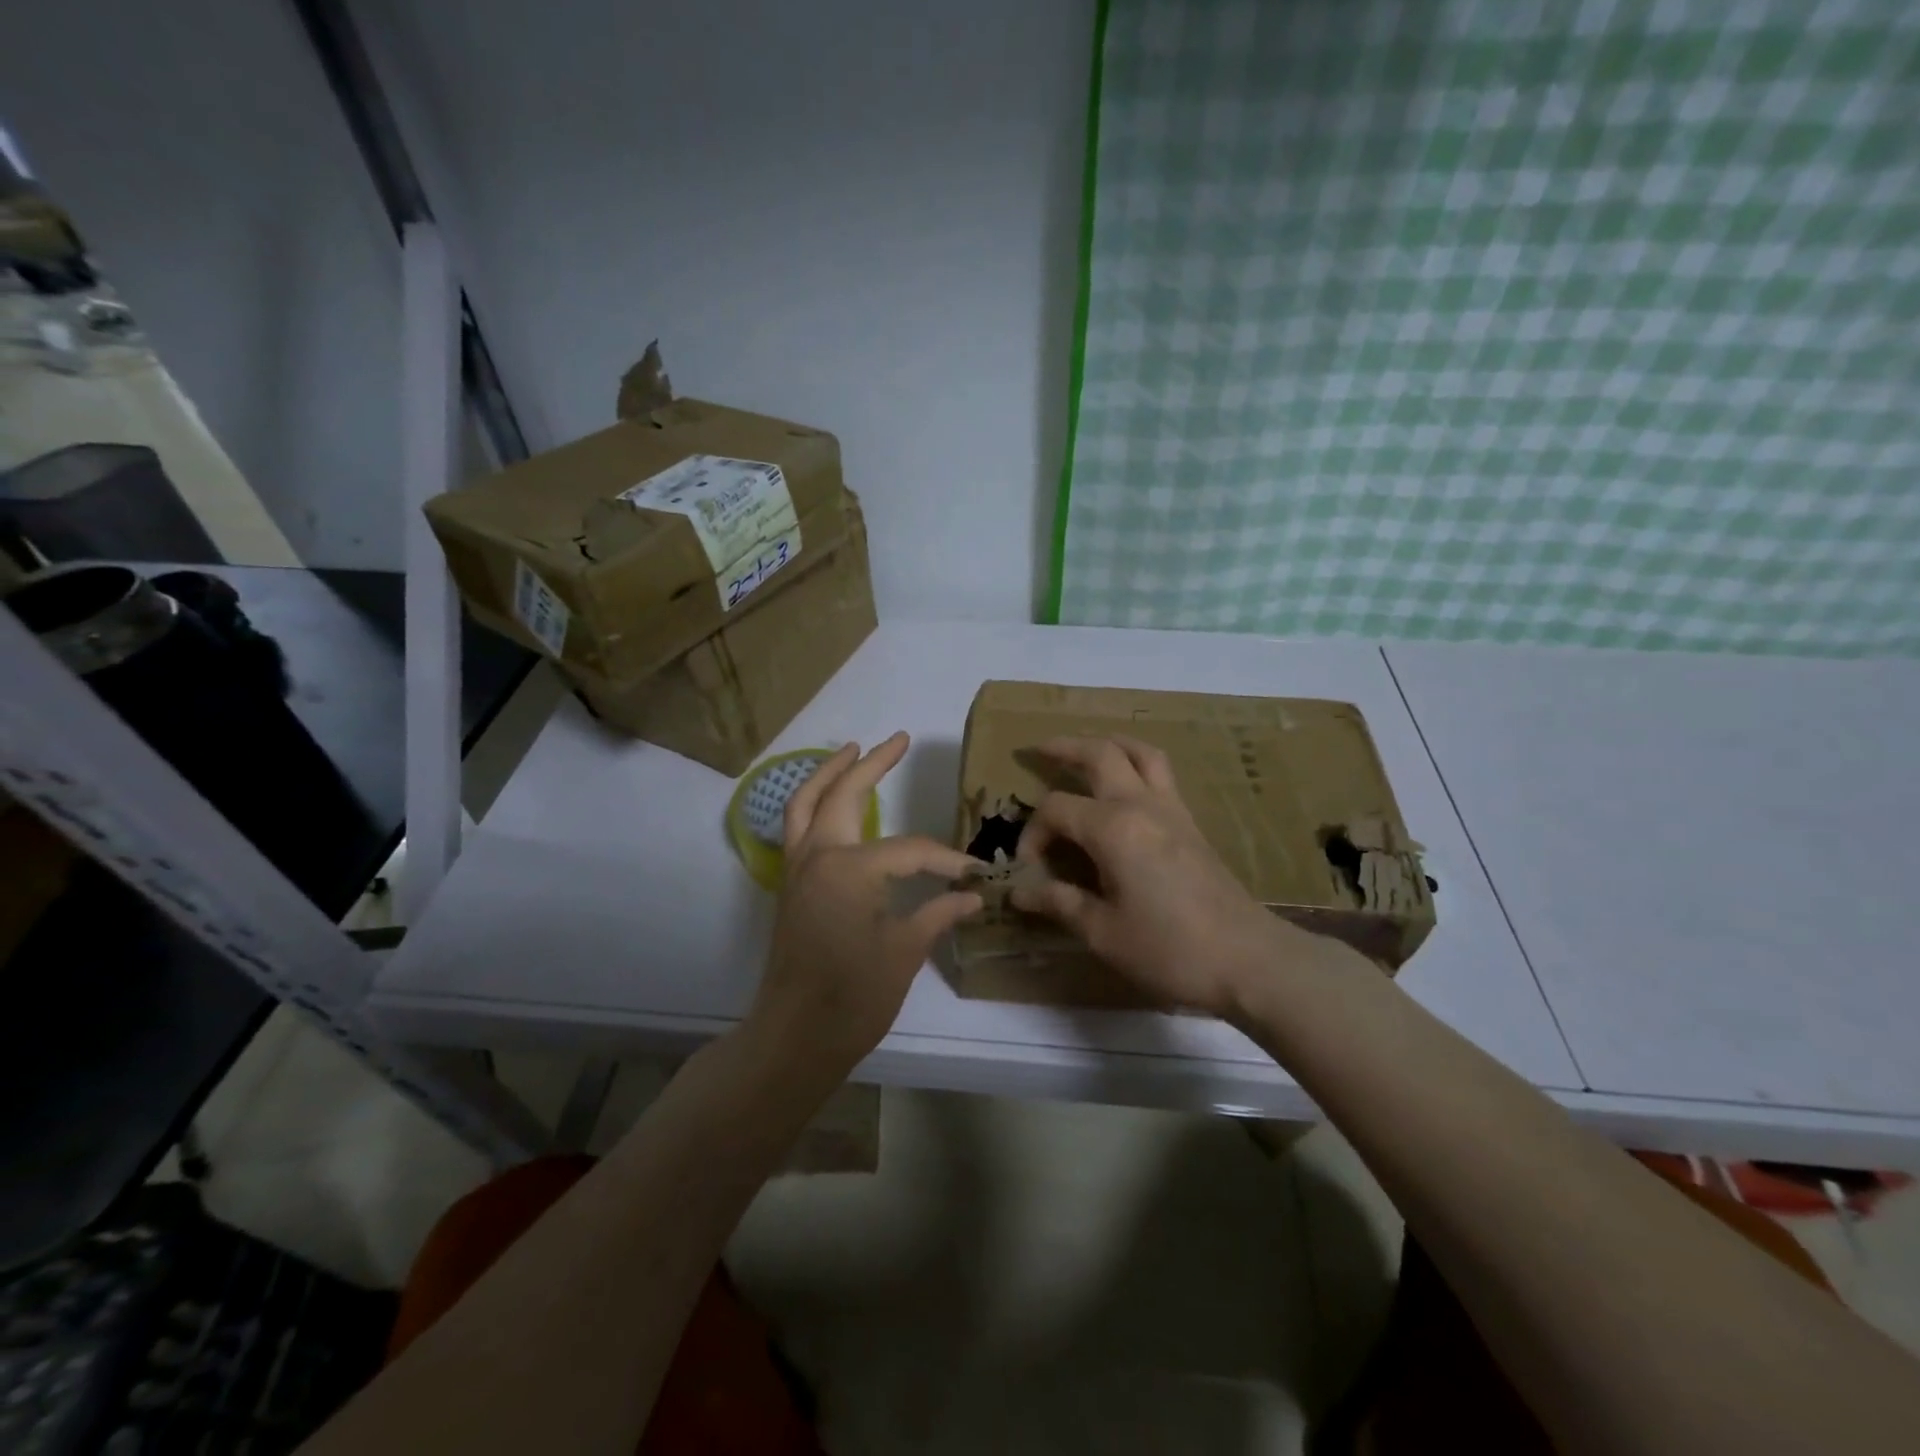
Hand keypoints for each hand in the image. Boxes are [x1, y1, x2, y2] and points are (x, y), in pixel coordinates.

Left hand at [745, 733, 982, 1085]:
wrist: (793, 1037)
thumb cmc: (852, 997)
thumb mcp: (904, 953)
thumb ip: (937, 914)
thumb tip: (973, 895)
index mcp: (850, 868)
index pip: (910, 851)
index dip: (946, 862)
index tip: (974, 876)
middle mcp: (817, 855)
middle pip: (842, 794)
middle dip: (871, 763)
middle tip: (898, 739)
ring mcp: (797, 868)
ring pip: (805, 803)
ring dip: (828, 773)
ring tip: (851, 749)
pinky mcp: (790, 885)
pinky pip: (797, 827)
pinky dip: (812, 803)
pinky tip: (832, 803)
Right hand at [1010, 736, 1305, 1016]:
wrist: (1248, 959)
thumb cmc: (1169, 948)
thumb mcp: (1103, 932)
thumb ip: (1060, 902)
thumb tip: (1019, 892)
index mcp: (1112, 828)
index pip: (1056, 809)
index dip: (1033, 833)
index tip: (1028, 868)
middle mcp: (1141, 805)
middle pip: (1101, 754)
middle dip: (1065, 748)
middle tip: (1038, 750)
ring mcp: (1172, 810)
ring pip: (1140, 753)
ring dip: (1109, 744)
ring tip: (1087, 749)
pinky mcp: (1191, 824)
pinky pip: (1161, 774)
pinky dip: (1137, 763)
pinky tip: (1127, 785)